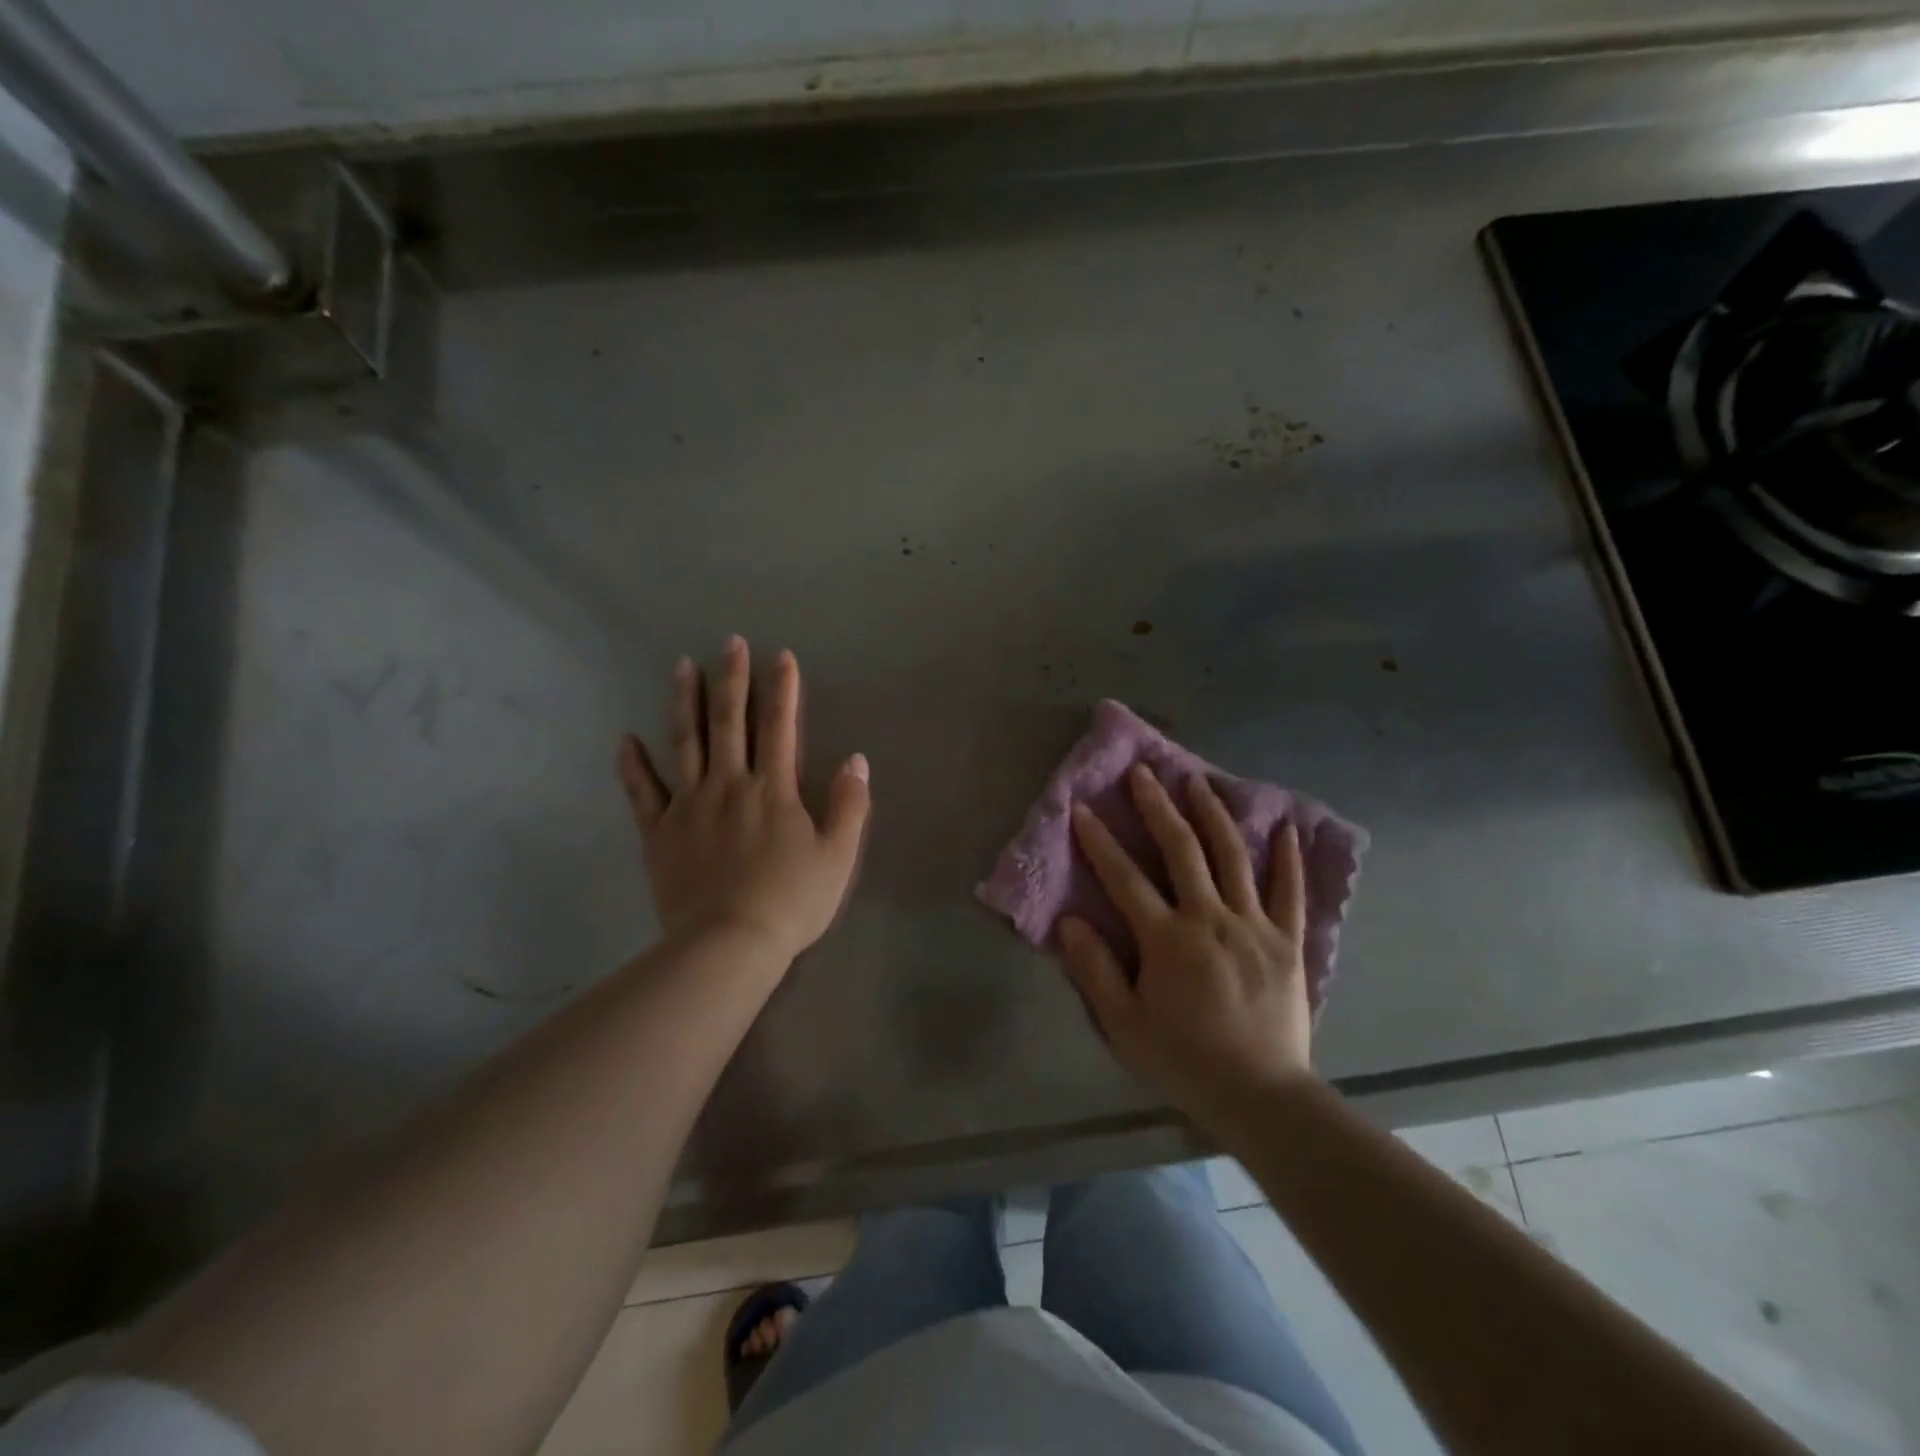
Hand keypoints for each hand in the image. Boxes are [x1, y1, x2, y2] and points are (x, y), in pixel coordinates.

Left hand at [618, 637, 870, 964]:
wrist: (729, 945)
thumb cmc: (791, 901)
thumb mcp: (838, 856)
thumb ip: (850, 805)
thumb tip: (857, 759)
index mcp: (773, 789)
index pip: (780, 726)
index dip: (783, 688)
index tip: (781, 656)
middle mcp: (729, 784)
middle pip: (729, 721)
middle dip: (732, 678)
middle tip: (730, 643)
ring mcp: (688, 805)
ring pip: (685, 742)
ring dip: (685, 702)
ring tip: (682, 667)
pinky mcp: (660, 832)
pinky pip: (642, 791)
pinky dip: (633, 764)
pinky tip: (626, 738)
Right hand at [1060, 765, 1312, 1126]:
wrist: (1261, 1097)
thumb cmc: (1185, 1061)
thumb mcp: (1124, 1026)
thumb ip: (1095, 971)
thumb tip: (1070, 922)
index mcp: (1167, 940)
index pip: (1125, 879)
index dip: (1099, 841)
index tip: (1082, 808)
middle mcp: (1210, 919)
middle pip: (1182, 850)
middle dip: (1158, 807)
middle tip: (1143, 772)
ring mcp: (1255, 926)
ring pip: (1233, 857)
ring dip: (1213, 814)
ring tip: (1198, 781)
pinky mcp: (1288, 941)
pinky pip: (1290, 891)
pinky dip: (1287, 858)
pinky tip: (1284, 827)